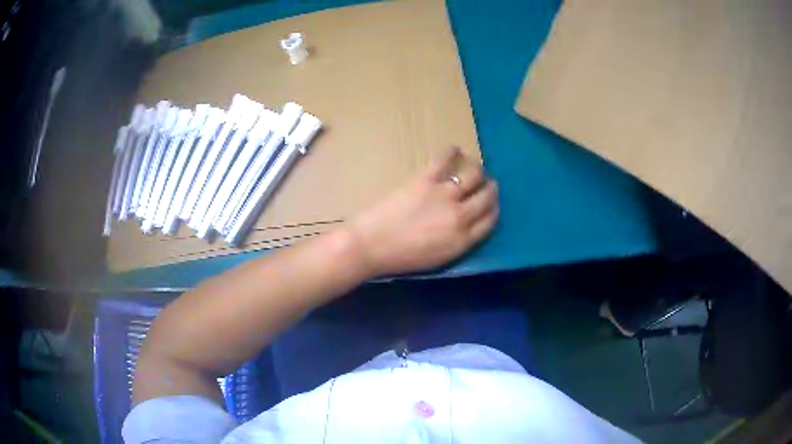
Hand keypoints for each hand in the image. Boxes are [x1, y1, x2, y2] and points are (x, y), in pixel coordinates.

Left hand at [347, 146, 498, 276]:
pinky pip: (445, 160)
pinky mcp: (425, 179)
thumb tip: (468, 224)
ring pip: (474, 175)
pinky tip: (455, 150)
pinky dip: (452, 152)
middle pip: (487, 197)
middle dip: (491, 189)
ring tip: (475, 169)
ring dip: (478, 171)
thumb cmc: (401, 258)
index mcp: (463, 240)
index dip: (493, 209)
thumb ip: (458, 241)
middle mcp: (460, 215)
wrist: (370, 245)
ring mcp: (444, 194)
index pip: (490, 220)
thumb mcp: (438, 259)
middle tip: (487, 184)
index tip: (491, 204)